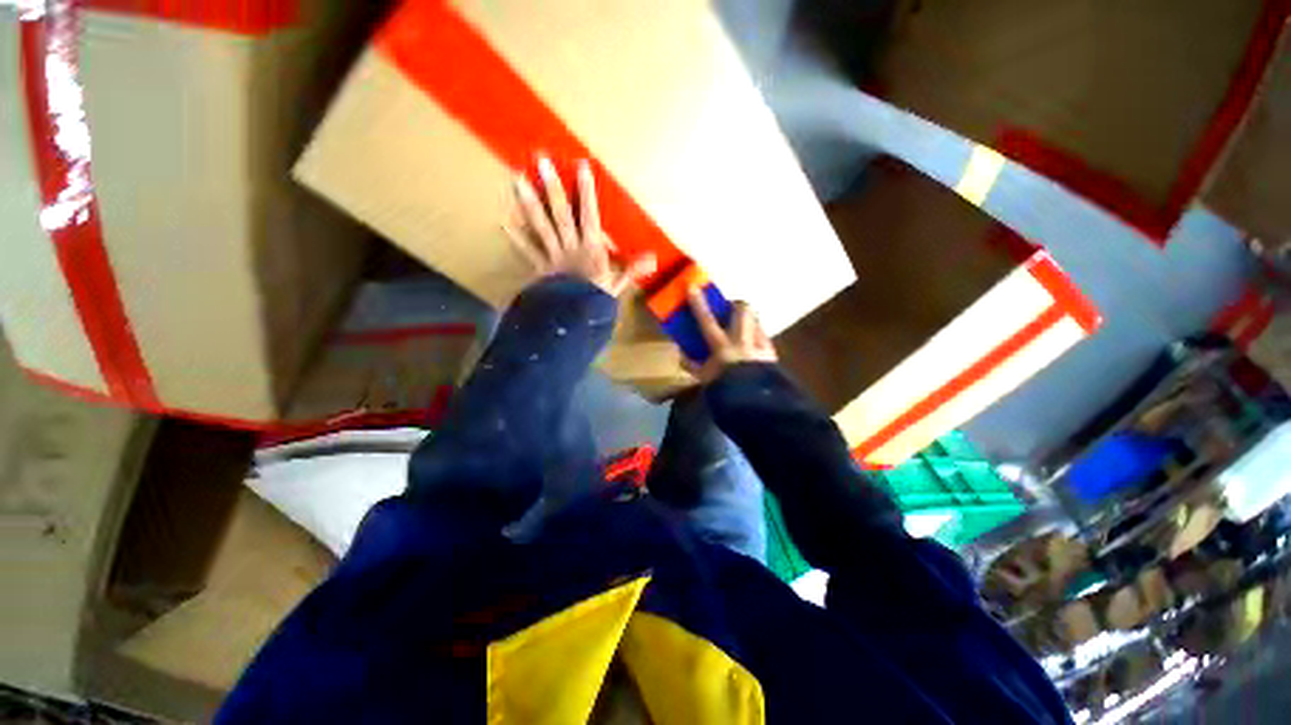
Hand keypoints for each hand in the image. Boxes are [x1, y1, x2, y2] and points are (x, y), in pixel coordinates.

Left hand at [505, 156, 654, 297]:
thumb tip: (653, 259)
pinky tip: (503, 222)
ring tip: (517, 179)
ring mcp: (552, 255)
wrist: (573, 320)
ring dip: (529, 202)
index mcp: (591, 249)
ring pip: (540, 226)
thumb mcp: (617, 285)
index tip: (580, 166)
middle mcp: (571, 246)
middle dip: (552, 187)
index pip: (589, 215)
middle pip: (560, 213)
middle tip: (541, 160)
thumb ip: (632, 269)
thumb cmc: (596, 302)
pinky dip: (516, 238)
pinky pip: (527, 251)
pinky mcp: (540, 267)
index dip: (586, 191)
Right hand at [686, 288, 776, 383]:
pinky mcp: (772, 354)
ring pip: (756, 320)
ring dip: (748, 320)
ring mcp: (759, 345)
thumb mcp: (703, 379)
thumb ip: (691, 364)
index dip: (698, 303)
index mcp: (721, 346)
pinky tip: (754, 347)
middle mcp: (742, 341)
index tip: (692, 286)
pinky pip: (765, 337)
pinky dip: (758, 337)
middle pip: (743, 310)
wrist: (753, 404)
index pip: (707, 320)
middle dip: (736, 305)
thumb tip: (682, 353)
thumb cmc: (724, 390)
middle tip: (729, 310)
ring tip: (743, 329)